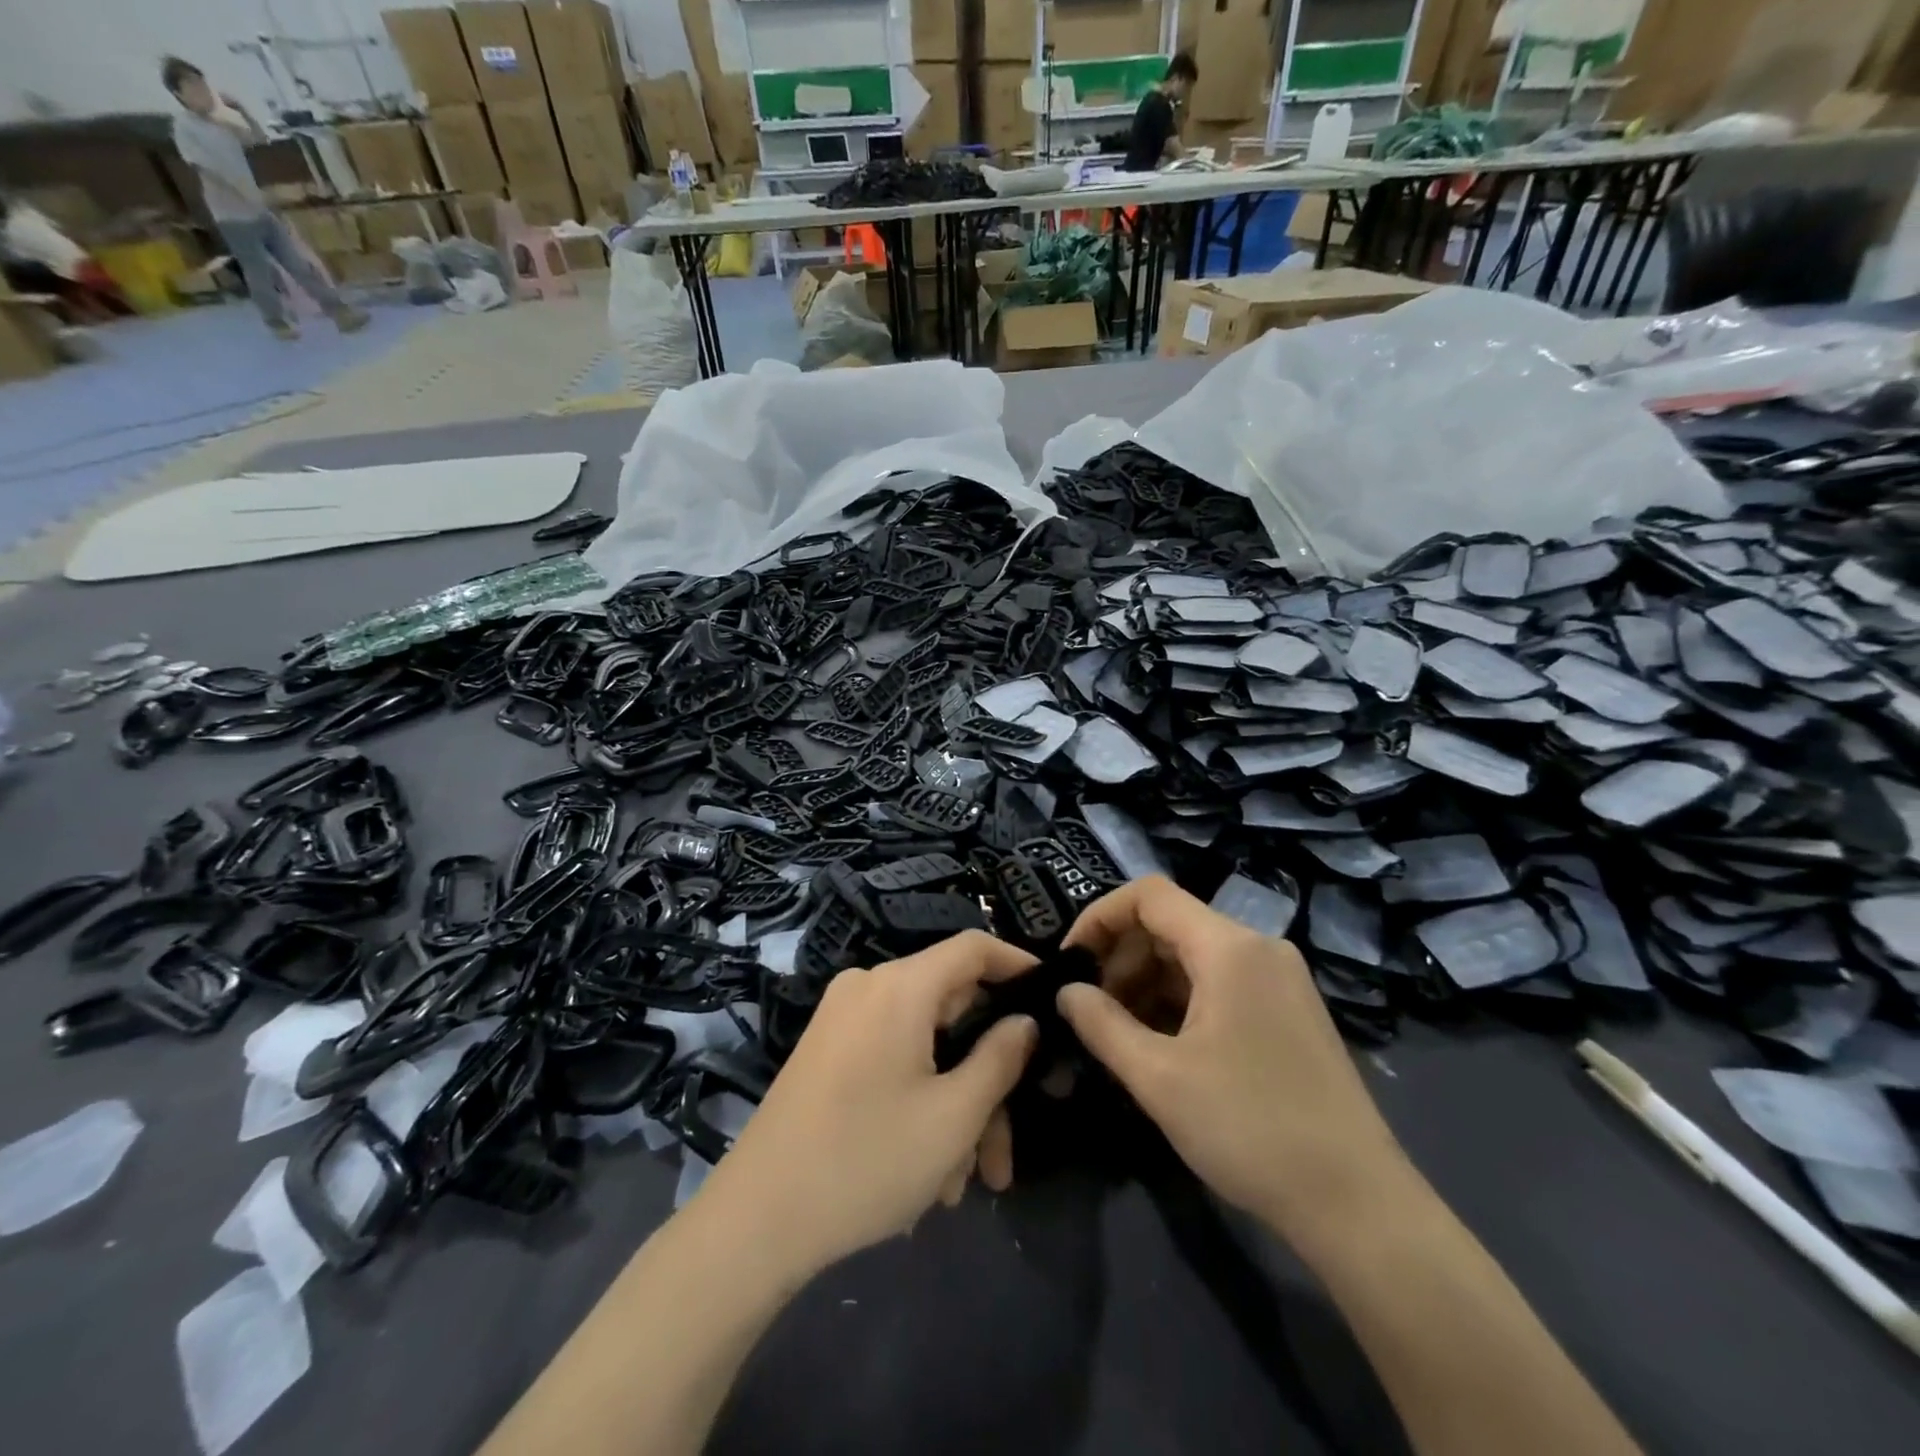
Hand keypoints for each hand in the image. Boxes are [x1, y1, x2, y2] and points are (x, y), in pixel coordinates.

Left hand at [697, 931, 1039, 1276]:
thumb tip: (1024, 1022)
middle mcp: (869, 988)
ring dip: (954, 1106)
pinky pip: (892, 1060)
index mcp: (899, 986)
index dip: (1018, 965)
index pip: (973, 947)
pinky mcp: (827, 1052)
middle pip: (952, 1011)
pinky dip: (919, 1101)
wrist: (754, 1222)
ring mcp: (842, 1020)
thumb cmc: (866, 1160)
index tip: (1053, 1001)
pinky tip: (927, 1172)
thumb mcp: (953, 1116)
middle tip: (1004, 1150)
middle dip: (986, 1077)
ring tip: (962, 1183)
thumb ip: (1001, 1059)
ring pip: (925, 1047)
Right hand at [1058, 877, 1412, 1249]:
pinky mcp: (1288, 1011)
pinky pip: (1220, 984)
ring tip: (1118, 1031)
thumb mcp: (1159, 1078)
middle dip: (1121, 957)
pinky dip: (1180, 1001)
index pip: (1149, 895)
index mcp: (1230, 947)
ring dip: (1147, 982)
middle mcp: (1258, 948)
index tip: (1070, 961)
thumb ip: (1101, 1024)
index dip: (1100, 917)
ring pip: (1194, 956)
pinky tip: (1160, 1044)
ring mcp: (1279, 980)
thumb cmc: (1250, 1129)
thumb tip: (1066, 992)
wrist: (1358, 1205)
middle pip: (1171, 924)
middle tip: (1090, 1007)